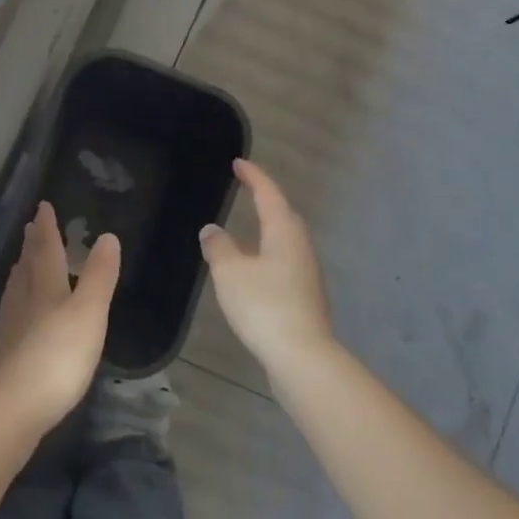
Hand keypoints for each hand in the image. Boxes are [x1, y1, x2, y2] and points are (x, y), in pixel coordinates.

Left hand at [0, 202, 120, 437]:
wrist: (12, 407)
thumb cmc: (57, 355)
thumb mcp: (88, 312)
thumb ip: (98, 276)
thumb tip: (107, 236)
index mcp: (44, 286)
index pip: (45, 248)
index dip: (46, 227)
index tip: (43, 206)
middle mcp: (23, 300)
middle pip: (27, 265)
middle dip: (32, 245)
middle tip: (32, 228)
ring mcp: (11, 327)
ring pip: (17, 288)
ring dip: (22, 270)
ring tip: (24, 261)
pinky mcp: (7, 353)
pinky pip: (14, 312)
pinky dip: (19, 299)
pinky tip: (20, 311)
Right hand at [199, 159, 335, 375]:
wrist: (301, 355)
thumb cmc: (263, 305)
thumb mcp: (230, 272)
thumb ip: (218, 246)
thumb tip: (212, 229)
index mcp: (284, 231)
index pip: (268, 193)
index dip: (253, 176)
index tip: (239, 163)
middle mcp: (300, 245)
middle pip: (283, 215)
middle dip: (265, 200)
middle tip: (246, 190)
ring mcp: (306, 272)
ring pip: (284, 240)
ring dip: (266, 230)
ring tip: (244, 230)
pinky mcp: (304, 295)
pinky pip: (283, 262)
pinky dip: (266, 254)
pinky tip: (251, 269)